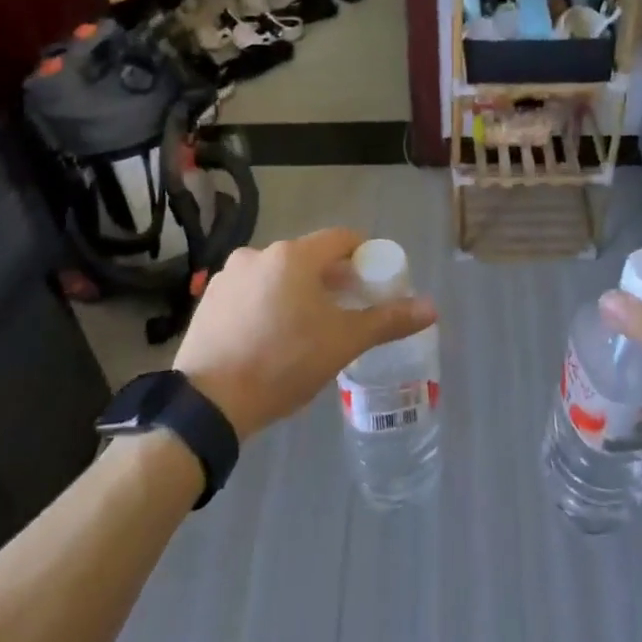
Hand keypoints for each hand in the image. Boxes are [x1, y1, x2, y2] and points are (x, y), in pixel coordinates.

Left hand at [175, 228, 436, 439]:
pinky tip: (273, 335)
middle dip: (333, 277)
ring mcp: (229, 276)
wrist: (209, 402)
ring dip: (299, 290)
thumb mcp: (343, 342)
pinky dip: (269, 302)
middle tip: (349, 307)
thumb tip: (431, 306)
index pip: (341, 238)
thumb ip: (387, 320)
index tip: (376, 277)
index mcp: (293, 256)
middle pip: (308, 257)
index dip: (364, 254)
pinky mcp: (210, 300)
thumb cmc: (284, 363)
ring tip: (310, 326)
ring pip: (278, 274)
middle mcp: (259, 254)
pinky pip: (252, 291)